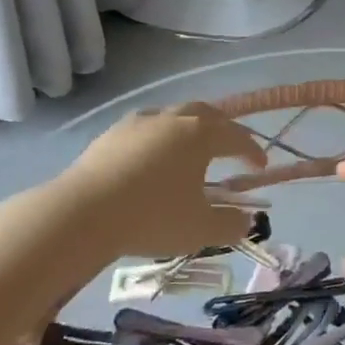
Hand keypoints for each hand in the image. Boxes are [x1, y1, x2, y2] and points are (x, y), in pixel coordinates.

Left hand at [53, 104, 267, 260]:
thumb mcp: (200, 230)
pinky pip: (147, 127)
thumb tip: (247, 221)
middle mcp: (173, 118)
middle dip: (224, 128)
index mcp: (201, 134)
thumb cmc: (151, 217)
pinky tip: (153, 153)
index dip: (252, 150)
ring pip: (174, 116)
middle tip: (232, 146)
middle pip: (207, 114)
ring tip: (192, 147)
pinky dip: (160, 136)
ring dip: (190, 128)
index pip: (237, 137)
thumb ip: (230, 224)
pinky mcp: (112, 133)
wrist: (82, 213)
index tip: (261, 165)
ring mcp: (140, 122)